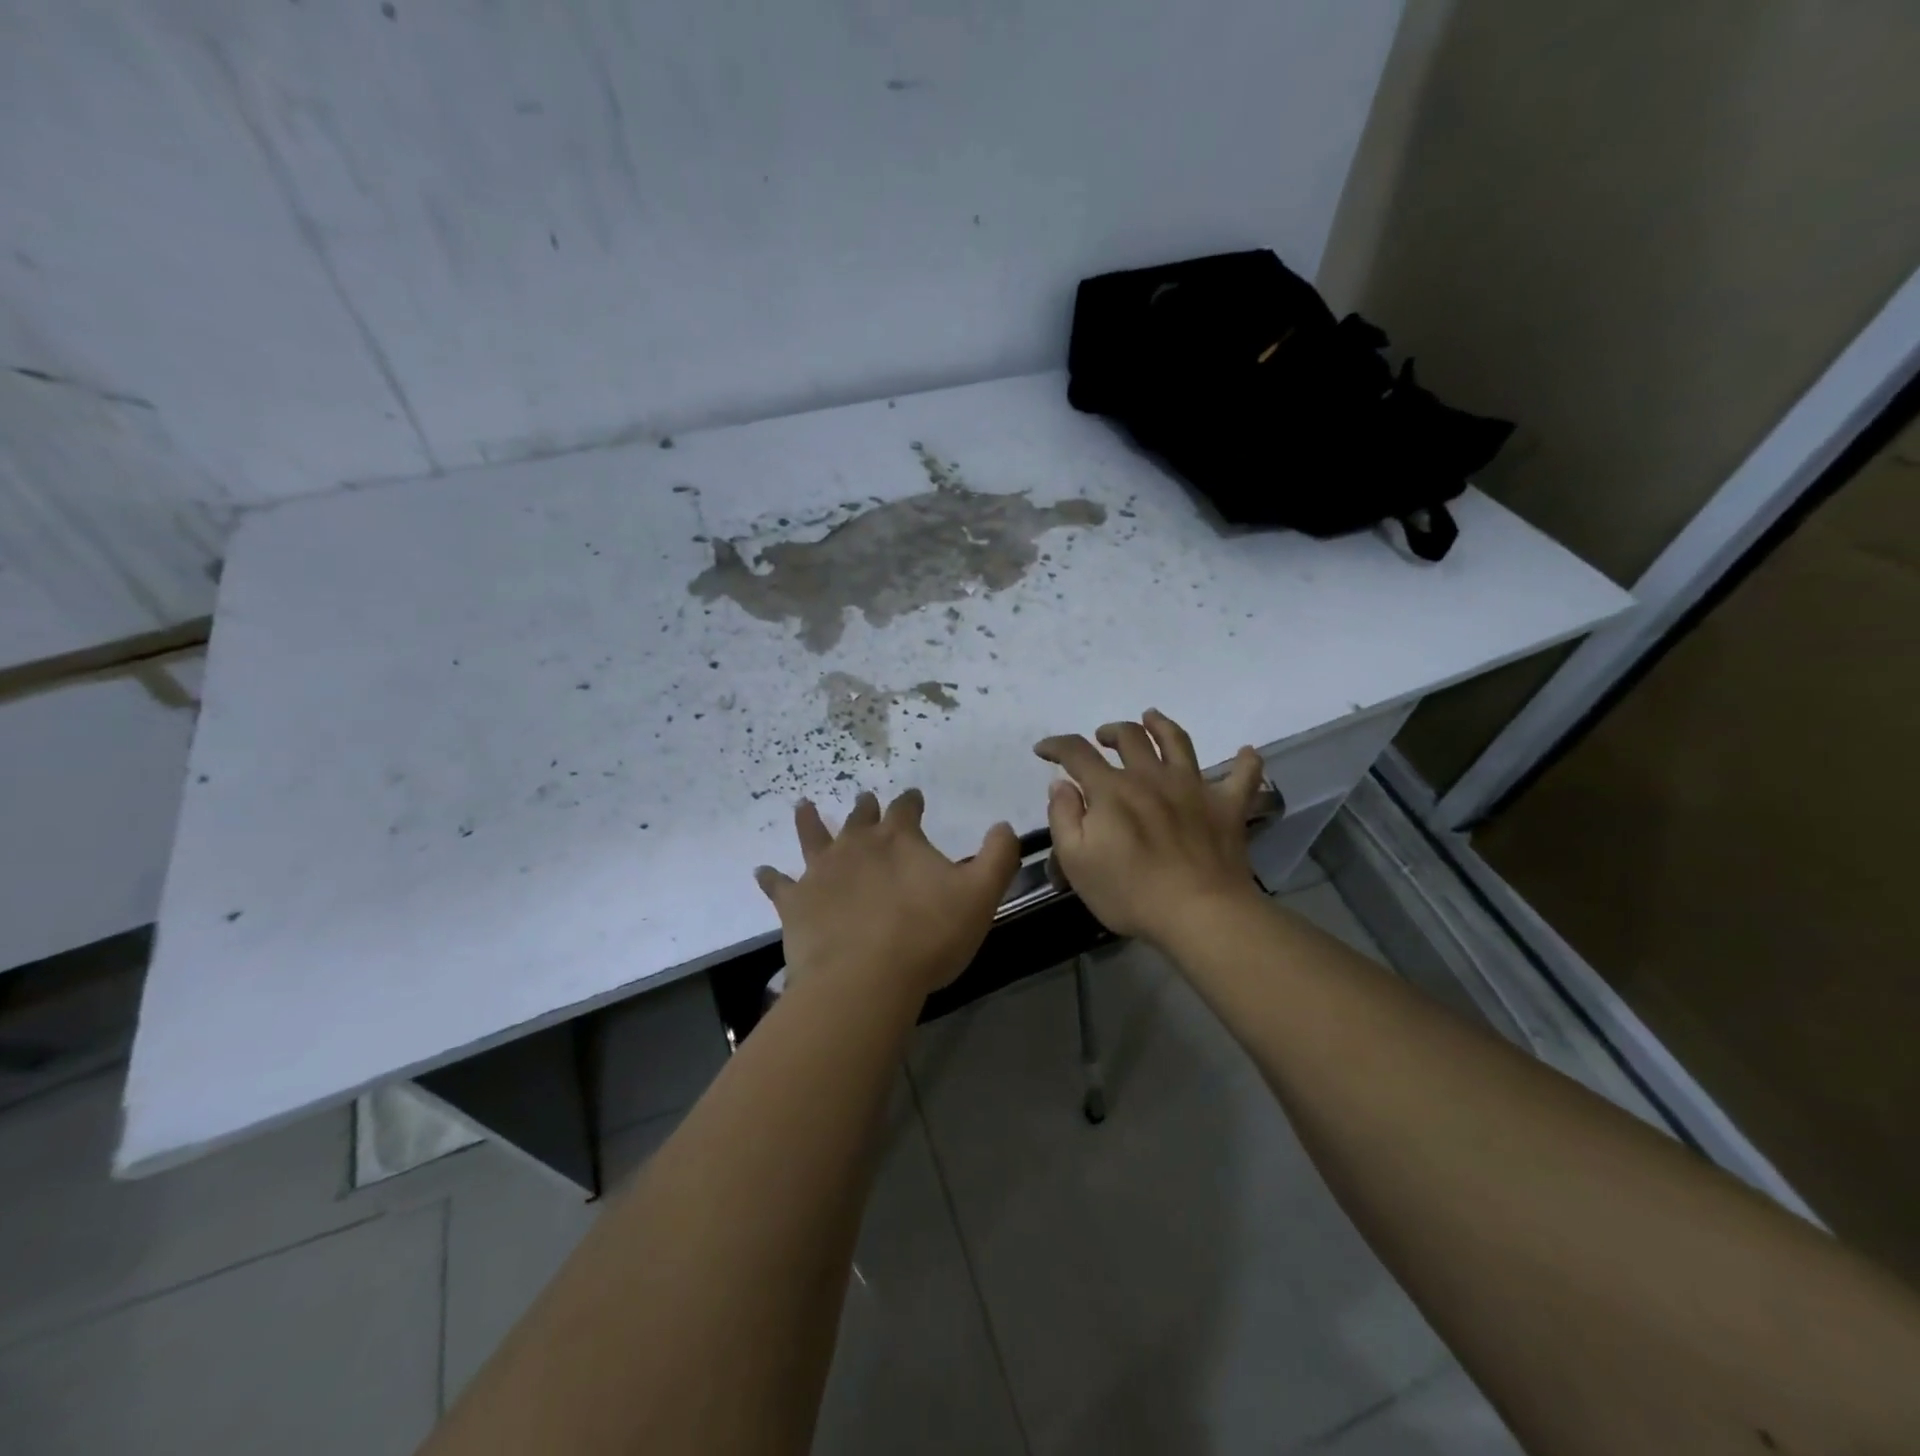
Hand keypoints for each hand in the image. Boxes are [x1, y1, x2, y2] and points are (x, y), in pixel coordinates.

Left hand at [755, 790, 1020, 999]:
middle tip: (865, 801)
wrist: (864, 978)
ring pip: (813, 836)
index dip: (911, 801)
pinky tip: (761, 872)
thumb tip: (1003, 825)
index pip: (906, 808)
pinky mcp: (795, 902)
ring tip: (802, 805)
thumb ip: (997, 856)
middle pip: (860, 818)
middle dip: (866, 808)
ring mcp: (822, 871)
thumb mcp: (980, 895)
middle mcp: (857, 844)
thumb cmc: (927, 936)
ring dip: (809, 821)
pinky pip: (779, 885)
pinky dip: (770, 878)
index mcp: (900, 839)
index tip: (914, 797)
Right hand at [1035, 709, 1265, 946]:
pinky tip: (1247, 752)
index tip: (1043, 750)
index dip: (1056, 746)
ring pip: (1178, 742)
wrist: (1199, 913)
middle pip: (1130, 737)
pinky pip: (1244, 777)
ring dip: (1162, 725)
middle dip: (1111, 732)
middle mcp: (1151, 777)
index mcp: (1111, 790)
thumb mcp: (1076, 861)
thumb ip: (1063, 817)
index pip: (1077, 753)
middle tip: (1102, 738)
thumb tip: (1062, 784)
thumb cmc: (1129, 892)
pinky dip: (1247, 762)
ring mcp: (1193, 788)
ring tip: (1152, 717)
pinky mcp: (1227, 807)